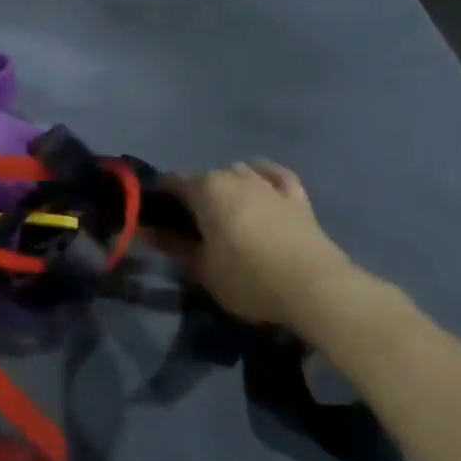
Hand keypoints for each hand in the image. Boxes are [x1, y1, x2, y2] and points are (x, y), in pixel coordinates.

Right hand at [152, 161, 366, 332]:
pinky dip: (261, 178)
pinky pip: (271, 175)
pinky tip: (259, 187)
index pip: (171, 182)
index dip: (158, 199)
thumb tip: (146, 230)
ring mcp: (267, 181)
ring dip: (225, 188)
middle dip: (191, 197)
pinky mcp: (295, 194)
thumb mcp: (202, 268)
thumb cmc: (248, 278)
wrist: (314, 287)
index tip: (154, 221)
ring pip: (236, 172)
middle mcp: (234, 174)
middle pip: (203, 177)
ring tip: (224, 215)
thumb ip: (172, 245)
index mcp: (206, 188)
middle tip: (189, 228)